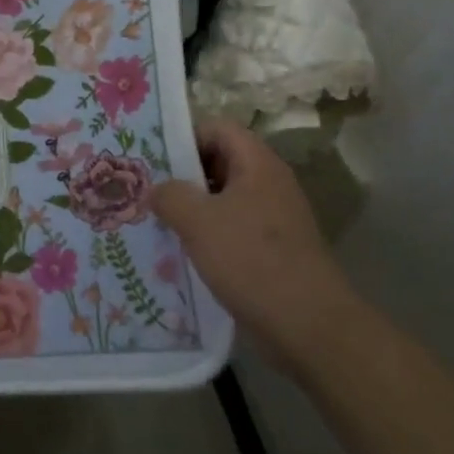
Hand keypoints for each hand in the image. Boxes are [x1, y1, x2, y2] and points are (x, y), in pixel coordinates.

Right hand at [151, 117, 355, 367]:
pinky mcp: (271, 249)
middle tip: (145, 187)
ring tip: (155, 219)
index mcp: (257, 164)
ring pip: (223, 198)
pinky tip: (180, 251)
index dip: (184, 135)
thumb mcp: (198, 221)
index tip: (152, 156)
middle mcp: (268, 183)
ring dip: (191, 207)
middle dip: (182, 174)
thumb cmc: (251, 260)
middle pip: (219, 161)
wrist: (308, 325)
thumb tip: (157, 189)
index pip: (217, 128)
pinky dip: (206, 234)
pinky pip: (231, 228)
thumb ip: (170, 195)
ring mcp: (273, 218)